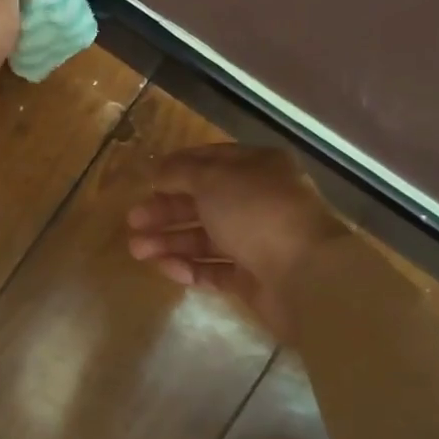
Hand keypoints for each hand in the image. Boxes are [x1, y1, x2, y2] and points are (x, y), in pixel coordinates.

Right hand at [127, 144, 348, 332]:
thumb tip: (159, 172)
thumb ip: (180, 173)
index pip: (210, 161)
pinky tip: (165, 268)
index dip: (176, 169)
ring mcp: (257, 241)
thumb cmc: (257, 213)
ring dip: (169, 241)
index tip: (147, 181)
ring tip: (136, 250)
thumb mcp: (212, 180)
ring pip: (204, 237)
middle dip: (165, 211)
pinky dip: (189, 267)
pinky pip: (214, 268)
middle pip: (202, 202)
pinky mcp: (253, 277)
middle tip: (132, 221)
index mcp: (257, 168)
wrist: (306, 277)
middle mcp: (258, 201)